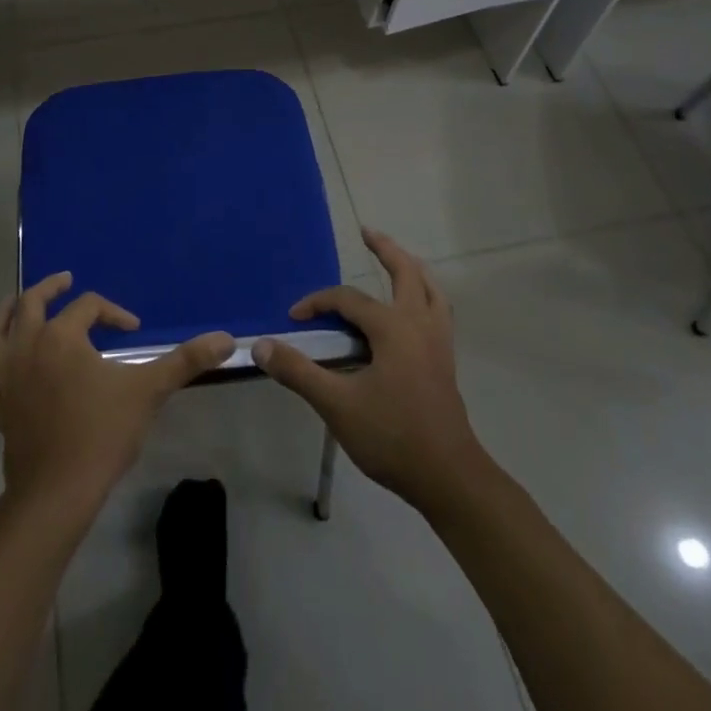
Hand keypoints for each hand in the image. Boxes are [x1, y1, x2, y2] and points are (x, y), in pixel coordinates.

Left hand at [0, 272, 234, 519]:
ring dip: (4, 316)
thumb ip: (185, 361)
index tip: (133, 329)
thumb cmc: (101, 435)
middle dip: (49, 288)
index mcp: (61, 337)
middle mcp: (28, 348)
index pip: (88, 306)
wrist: (56, 494)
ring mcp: (7, 380)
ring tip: (16, 306)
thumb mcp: (148, 391)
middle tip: (65, 281)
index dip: (113, 312)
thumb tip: (227, 339)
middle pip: (30, 304)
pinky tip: (1, 382)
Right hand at [252, 228, 486, 509]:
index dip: (318, 302)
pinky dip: (425, 295)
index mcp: (394, 328)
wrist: (449, 477)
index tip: (293, 317)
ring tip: (399, 259)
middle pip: (406, 273)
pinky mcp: (446, 360)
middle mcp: (420, 324)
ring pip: (431, 289)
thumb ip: (299, 372)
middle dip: (386, 249)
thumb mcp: (337, 405)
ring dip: (412, 269)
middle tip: (368, 233)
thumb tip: (261, 346)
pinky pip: (438, 311)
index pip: (348, 299)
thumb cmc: (392, 437)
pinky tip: (415, 308)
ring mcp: (439, 342)